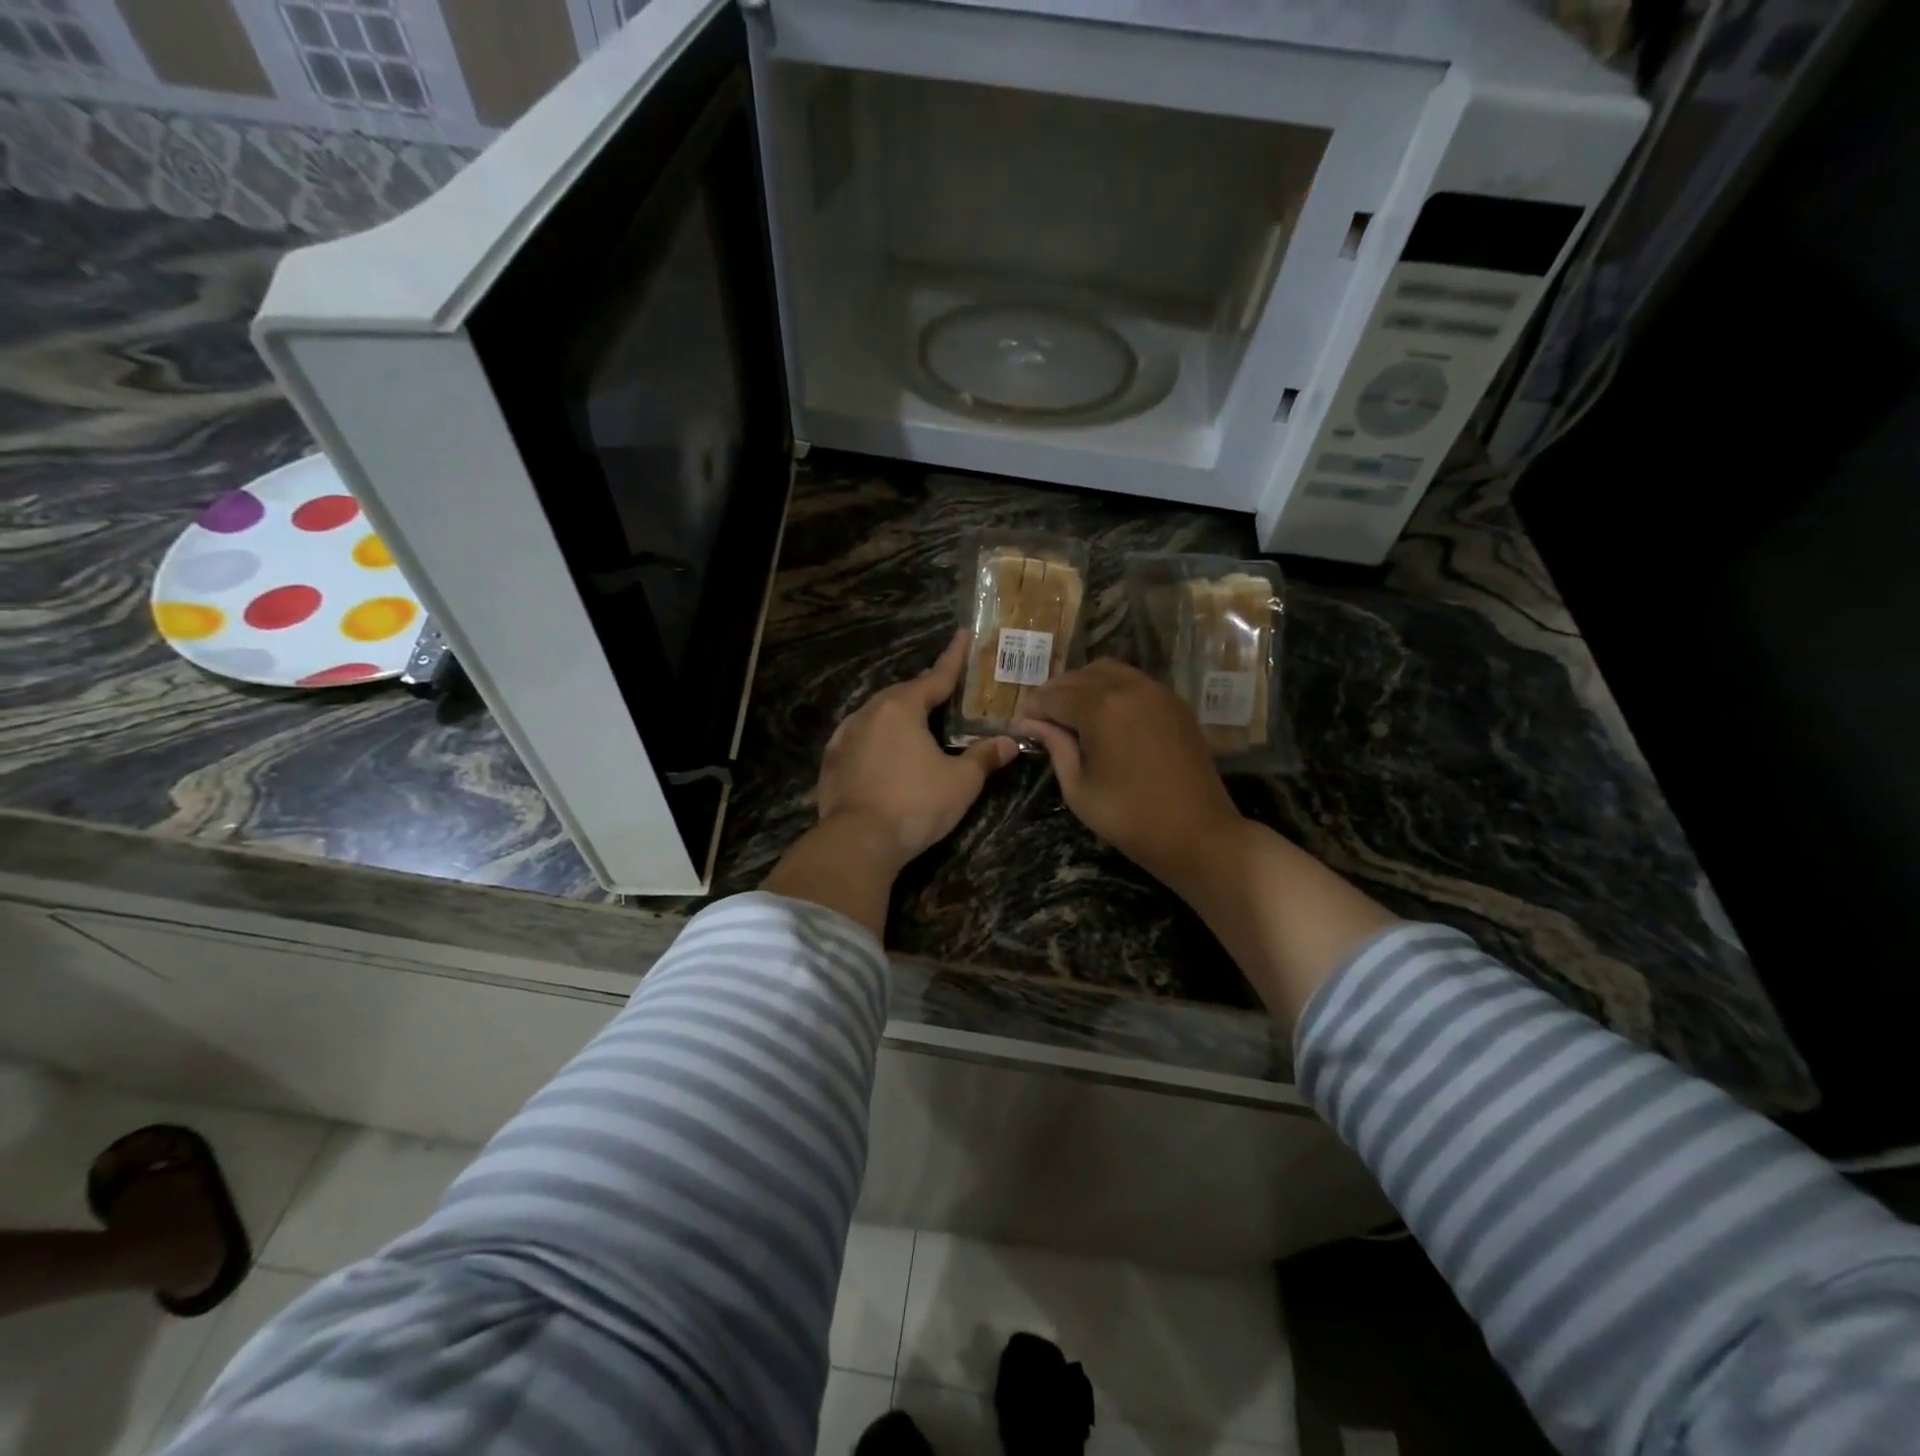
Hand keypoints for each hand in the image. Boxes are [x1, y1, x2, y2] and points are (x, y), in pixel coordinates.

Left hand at [814, 629, 1018, 870]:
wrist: (858, 840)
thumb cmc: (915, 804)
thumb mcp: (960, 782)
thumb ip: (984, 757)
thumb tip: (1010, 742)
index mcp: (902, 707)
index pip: (935, 676)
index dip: (954, 657)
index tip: (963, 634)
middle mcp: (869, 712)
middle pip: (903, 694)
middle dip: (924, 692)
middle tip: (944, 695)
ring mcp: (845, 736)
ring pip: (877, 714)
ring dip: (898, 716)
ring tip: (915, 725)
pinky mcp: (831, 761)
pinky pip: (859, 738)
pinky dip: (876, 738)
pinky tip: (882, 751)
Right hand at [1015, 660, 1242, 891]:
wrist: (1198, 833)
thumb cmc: (1130, 817)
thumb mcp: (1079, 788)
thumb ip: (1055, 747)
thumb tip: (1031, 724)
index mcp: (1101, 707)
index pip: (1054, 695)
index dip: (1033, 709)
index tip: (1021, 726)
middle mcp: (1129, 687)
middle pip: (1079, 676)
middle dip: (1056, 694)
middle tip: (1044, 722)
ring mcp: (1157, 692)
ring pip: (1108, 671)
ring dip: (1084, 687)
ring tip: (1073, 718)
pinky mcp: (1175, 703)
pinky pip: (1134, 682)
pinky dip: (1112, 690)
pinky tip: (1105, 719)